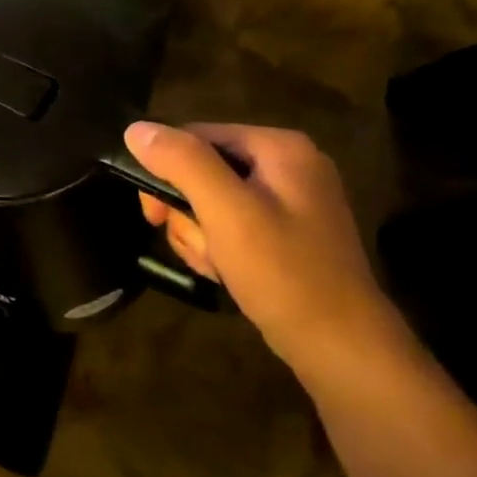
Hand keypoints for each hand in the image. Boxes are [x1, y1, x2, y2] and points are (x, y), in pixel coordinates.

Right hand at [124, 121, 403, 368]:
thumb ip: (183, 163)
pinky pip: (230, 224)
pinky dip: (217, 246)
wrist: (341, 347)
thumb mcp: (226, 212)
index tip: (153, 215)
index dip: (165, 172)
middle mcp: (287, 165)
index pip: (196, 136)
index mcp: (279, 148)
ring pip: (210, 200)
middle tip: (193, 244)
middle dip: (186, 211)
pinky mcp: (286, 232)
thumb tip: (135, 129)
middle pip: (202, 169)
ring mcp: (289, 200)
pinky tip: (225, 271)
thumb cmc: (283, 273)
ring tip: (214, 264)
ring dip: (198, 234)